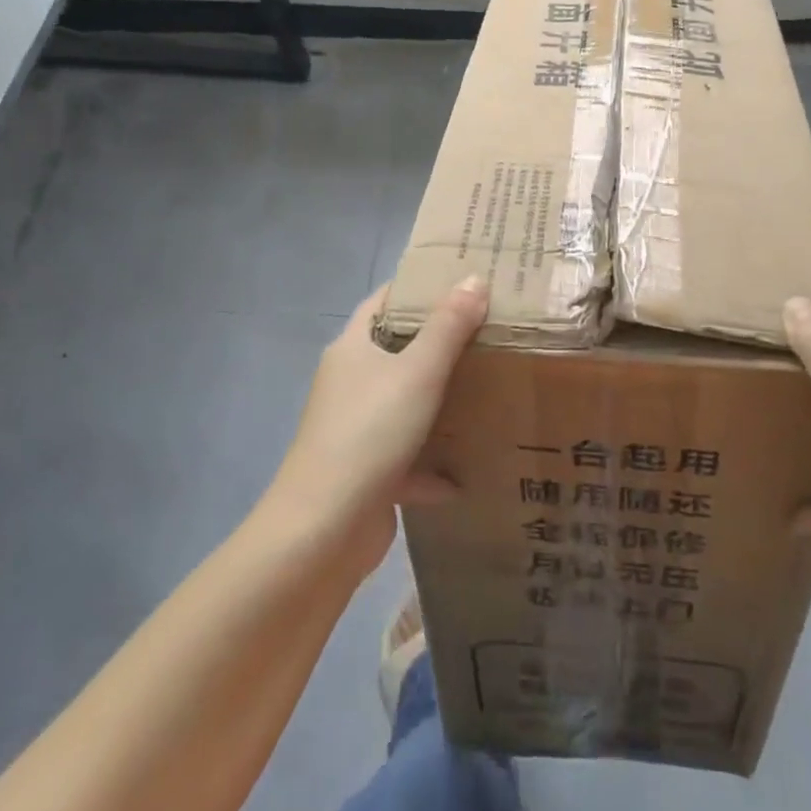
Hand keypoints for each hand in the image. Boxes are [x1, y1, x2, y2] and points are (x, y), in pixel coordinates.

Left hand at [269, 277, 488, 574]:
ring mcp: (354, 429)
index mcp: (352, 348)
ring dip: (437, 402)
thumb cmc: (370, 433)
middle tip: (488, 330)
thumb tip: (473, 278)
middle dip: (438, 342)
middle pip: (396, 350)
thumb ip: (448, 326)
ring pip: (402, 403)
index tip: (461, 279)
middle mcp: (349, 383)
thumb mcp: (418, 371)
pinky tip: (463, 475)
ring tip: (485, 390)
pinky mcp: (364, 472)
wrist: (322, 532)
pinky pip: (405, 457)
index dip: (418, 286)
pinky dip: (431, 465)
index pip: (384, 300)